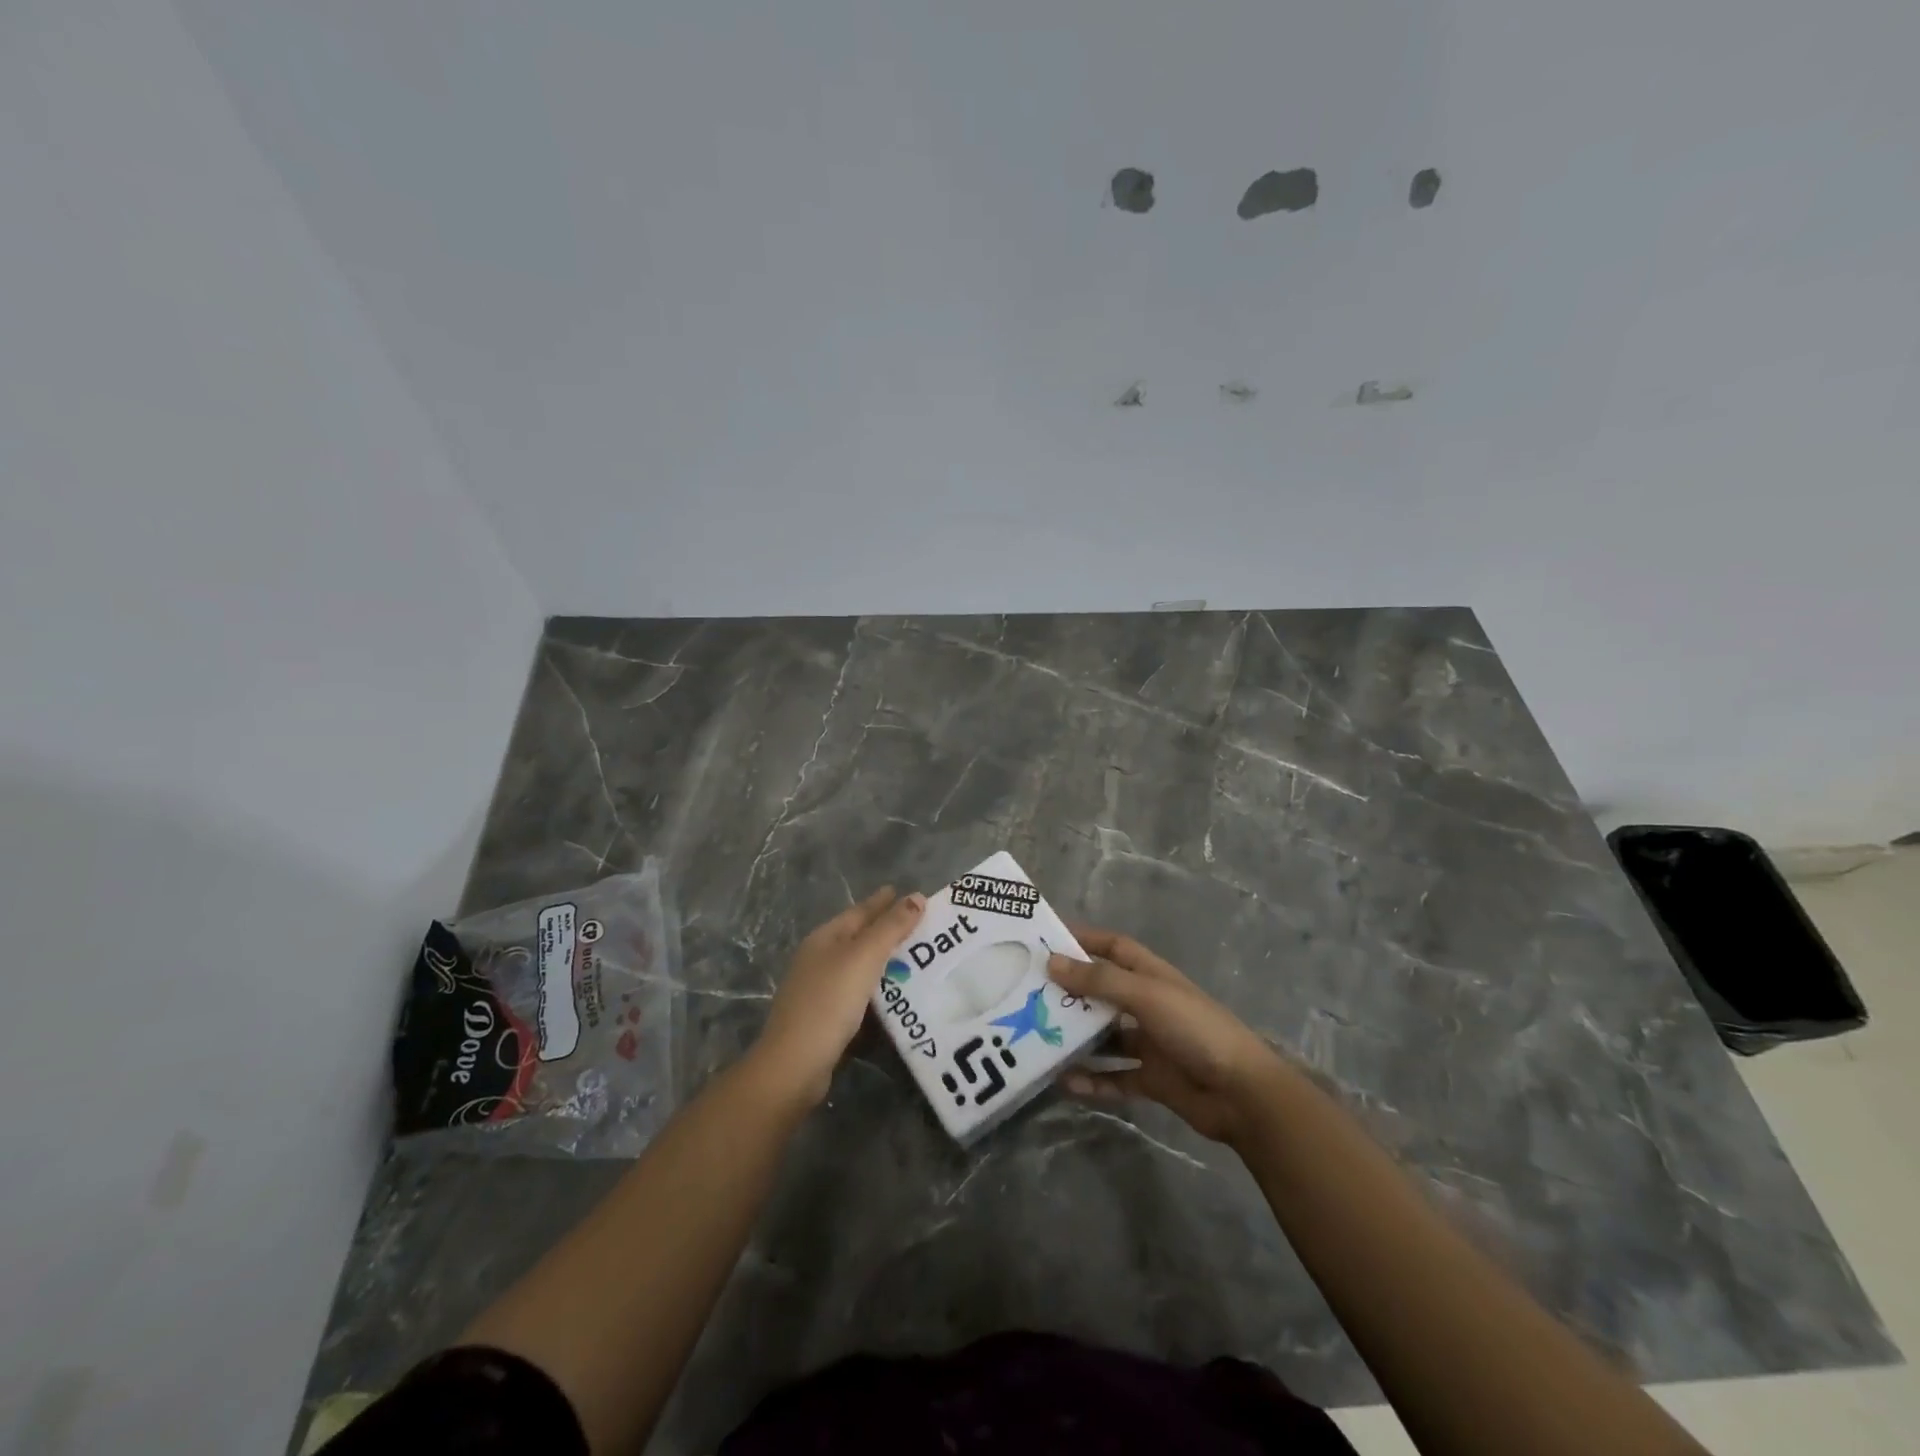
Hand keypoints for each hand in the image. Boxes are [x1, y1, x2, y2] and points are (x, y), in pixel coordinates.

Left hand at [754, 887, 926, 1107]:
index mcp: (825, 938)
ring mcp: (820, 989)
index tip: (914, 895)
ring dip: (888, 964)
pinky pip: (861, 995)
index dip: (886, 902)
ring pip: (861, 968)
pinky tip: (899, 997)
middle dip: (890, 931)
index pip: (861, 911)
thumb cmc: (829, 1002)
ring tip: (921, 961)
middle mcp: (820, 959)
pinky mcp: (827, 1018)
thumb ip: (891, 927)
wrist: (795, 1064)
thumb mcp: (864, 957)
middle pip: (860, 938)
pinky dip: (880, 991)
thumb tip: (916, 896)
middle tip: (926, 928)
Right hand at [1048, 927, 1287, 1145]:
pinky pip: (1114, 1076)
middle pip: (1103, 991)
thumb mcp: (1146, 996)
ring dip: (1076, 1039)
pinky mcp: (1152, 1079)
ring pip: (1104, 1036)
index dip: (1084, 939)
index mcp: (1151, 975)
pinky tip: (1065, 1084)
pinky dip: (1092, 1079)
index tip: (1046, 940)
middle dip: (1071, 992)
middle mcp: (1148, 1004)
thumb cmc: (1195, 1029)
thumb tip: (1051, 962)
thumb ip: (1100, 980)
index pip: (1113, 946)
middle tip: (1028, 995)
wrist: (1243, 1094)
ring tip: (1038, 1040)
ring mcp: (1150, 1042)